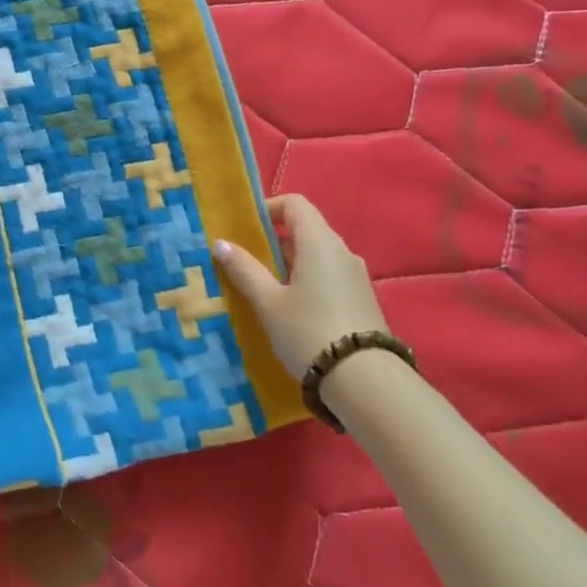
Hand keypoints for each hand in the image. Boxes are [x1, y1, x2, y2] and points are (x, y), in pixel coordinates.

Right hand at [212, 194, 388, 379]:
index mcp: (320, 242)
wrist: (364, 382)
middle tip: (245, 262)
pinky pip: (329, 276)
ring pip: (317, 255)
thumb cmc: (308, 332)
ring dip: (289, 263)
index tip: (244, 228)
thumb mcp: (268, 302)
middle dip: (274, 240)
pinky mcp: (361, 299)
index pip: (295, 204)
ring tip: (263, 288)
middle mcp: (342, 252)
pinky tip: (290, 309)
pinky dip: (306, 280)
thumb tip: (221, 243)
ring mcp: (356, 276)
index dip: (268, 208)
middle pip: (306, 229)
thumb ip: (244, 269)